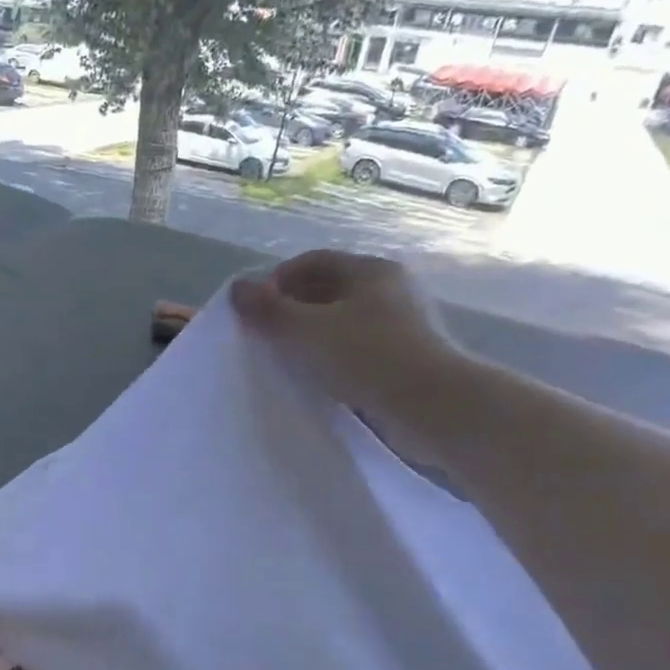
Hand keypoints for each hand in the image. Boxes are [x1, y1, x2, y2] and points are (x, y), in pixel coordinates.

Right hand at [229, 250, 470, 462]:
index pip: (311, 261)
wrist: (432, 407)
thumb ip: (267, 309)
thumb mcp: (305, 330)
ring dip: (309, 335)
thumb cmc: (366, 356)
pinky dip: (330, 356)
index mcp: (370, 270)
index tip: (254, 309)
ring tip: (284, 358)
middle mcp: (389, 289)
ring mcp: (400, 324)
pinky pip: (355, 348)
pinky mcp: (404, 357)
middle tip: (264, 334)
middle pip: (327, 289)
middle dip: (290, 308)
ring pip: (341, 321)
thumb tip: (237, 288)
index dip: (276, 280)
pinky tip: (315, 377)